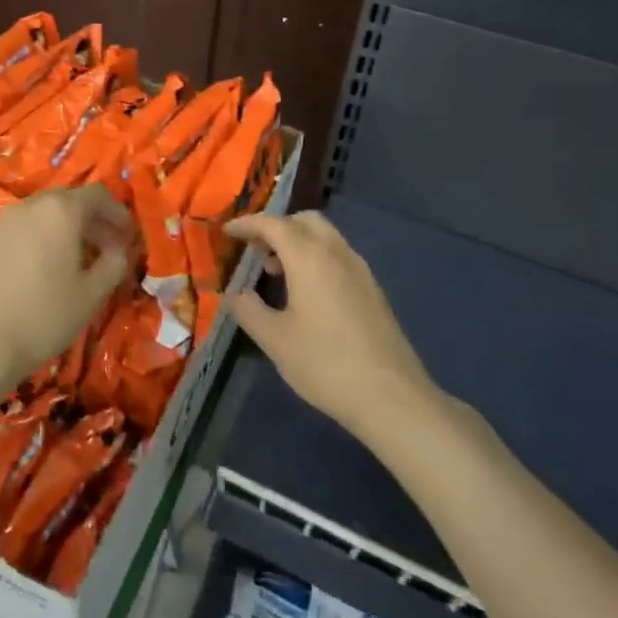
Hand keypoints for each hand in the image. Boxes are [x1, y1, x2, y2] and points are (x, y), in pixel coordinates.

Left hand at [0, 184, 131, 385]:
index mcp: (61, 211)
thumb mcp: (91, 294)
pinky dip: (42, 240)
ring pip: (44, 215)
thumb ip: (114, 264)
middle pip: (70, 201)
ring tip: (78, 262)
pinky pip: (23, 230)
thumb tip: (120, 250)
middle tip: (108, 249)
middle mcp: (30, 206)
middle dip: (93, 221)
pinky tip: (44, 272)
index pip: (98, 195)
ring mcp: (3, 223)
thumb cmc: (43, 316)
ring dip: (67, 230)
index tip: (129, 237)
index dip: (118, 213)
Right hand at [225, 211, 435, 439]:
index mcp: (310, 258)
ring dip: (298, 242)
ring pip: (325, 237)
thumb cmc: (325, 363)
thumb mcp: (275, 340)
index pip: (274, 224)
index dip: (248, 224)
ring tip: (276, 273)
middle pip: (304, 221)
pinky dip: (316, 257)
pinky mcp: (373, 290)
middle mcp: (337, 253)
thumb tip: (234, 294)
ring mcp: (360, 270)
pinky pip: (338, 256)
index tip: (227, 232)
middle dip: (277, 227)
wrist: (391, 396)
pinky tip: (307, 292)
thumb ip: (248, 310)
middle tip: (255, 250)